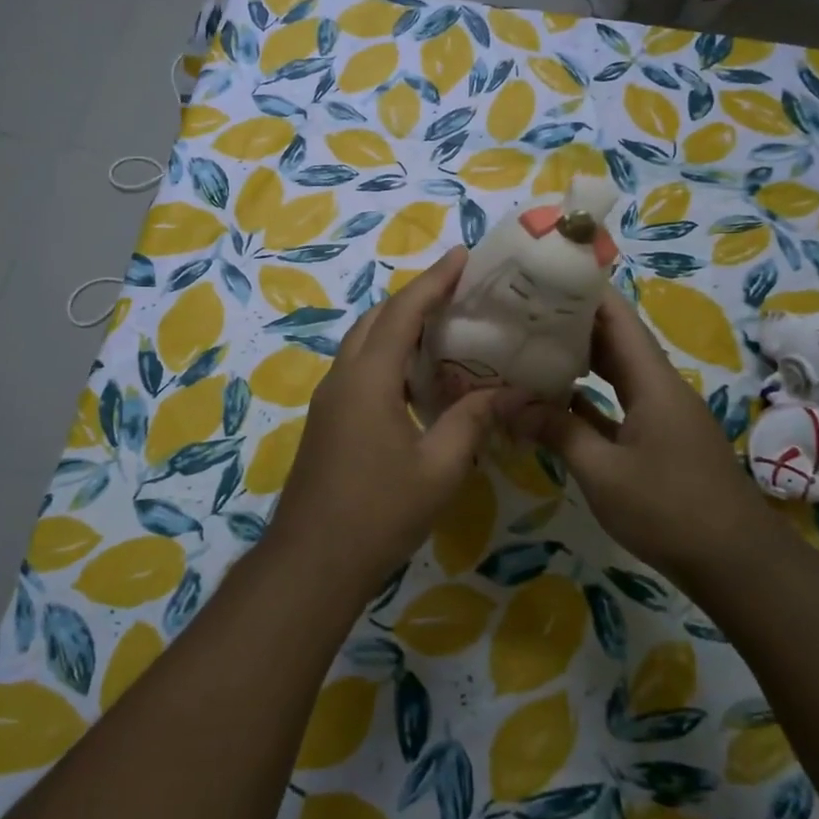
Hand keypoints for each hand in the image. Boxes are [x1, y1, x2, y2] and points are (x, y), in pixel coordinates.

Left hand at [266, 247, 527, 592]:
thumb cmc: (379, 513)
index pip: (403, 312)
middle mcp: (343, 377)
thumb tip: (506, 391)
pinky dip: (387, 355)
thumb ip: (472, 421)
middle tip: (459, 291)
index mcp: (368, 378)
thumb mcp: (439, 468)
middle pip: (377, 319)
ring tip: (444, 327)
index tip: (462, 256)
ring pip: (363, 343)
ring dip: (398, 326)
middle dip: (415, 297)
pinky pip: (359, 368)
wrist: (313, 562)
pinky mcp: (327, 420)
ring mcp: (329, 399)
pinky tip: (417, 377)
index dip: (434, 281)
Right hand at [521, 287, 766, 577]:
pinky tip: (555, 398)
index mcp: (653, 381)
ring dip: (579, 358)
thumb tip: (507, 403)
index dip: (584, 290)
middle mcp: (660, 387)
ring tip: (531, 344)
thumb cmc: (669, 509)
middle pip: (615, 339)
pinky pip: (619, 402)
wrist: (734, 562)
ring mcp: (661, 413)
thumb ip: (557, 432)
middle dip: (572, 321)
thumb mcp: (603, 472)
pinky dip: (588, 396)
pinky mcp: (659, 439)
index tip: (543, 274)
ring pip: (617, 371)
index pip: (617, 317)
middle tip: (522, 310)